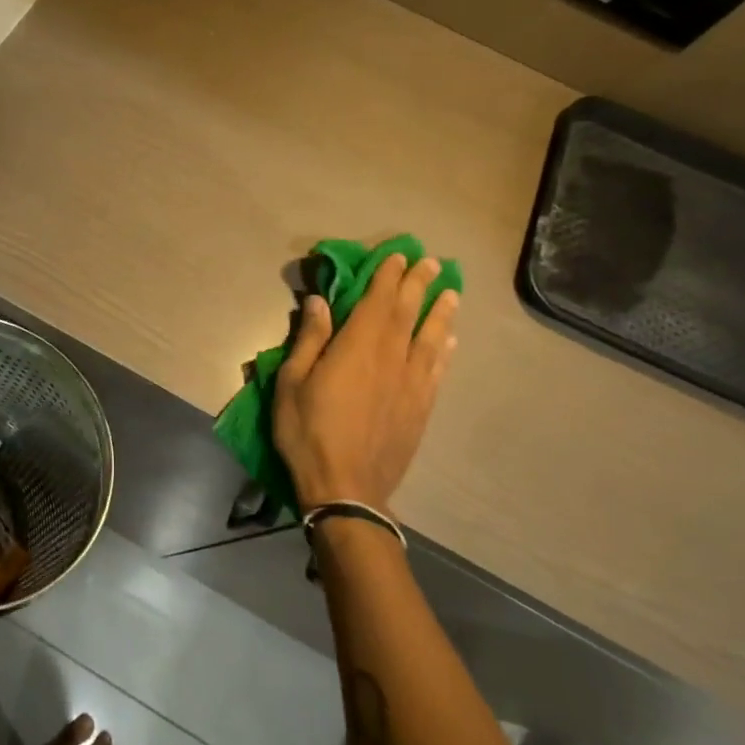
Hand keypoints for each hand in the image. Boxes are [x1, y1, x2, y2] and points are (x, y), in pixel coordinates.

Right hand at [273, 254, 459, 510]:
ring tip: (452, 293)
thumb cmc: (308, 431)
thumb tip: (319, 301)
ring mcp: (412, 384)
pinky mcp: (421, 408)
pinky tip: (451, 340)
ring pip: (431, 338)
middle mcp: (392, 358)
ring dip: (441, 312)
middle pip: (408, 313)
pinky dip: (446, 350)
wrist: (347, 488)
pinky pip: (438, 369)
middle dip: (419, 285)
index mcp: (357, 347)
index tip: (398, 256)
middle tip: (432, 262)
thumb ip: (309, 339)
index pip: (377, 301)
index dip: (389, 277)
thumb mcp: (292, 382)